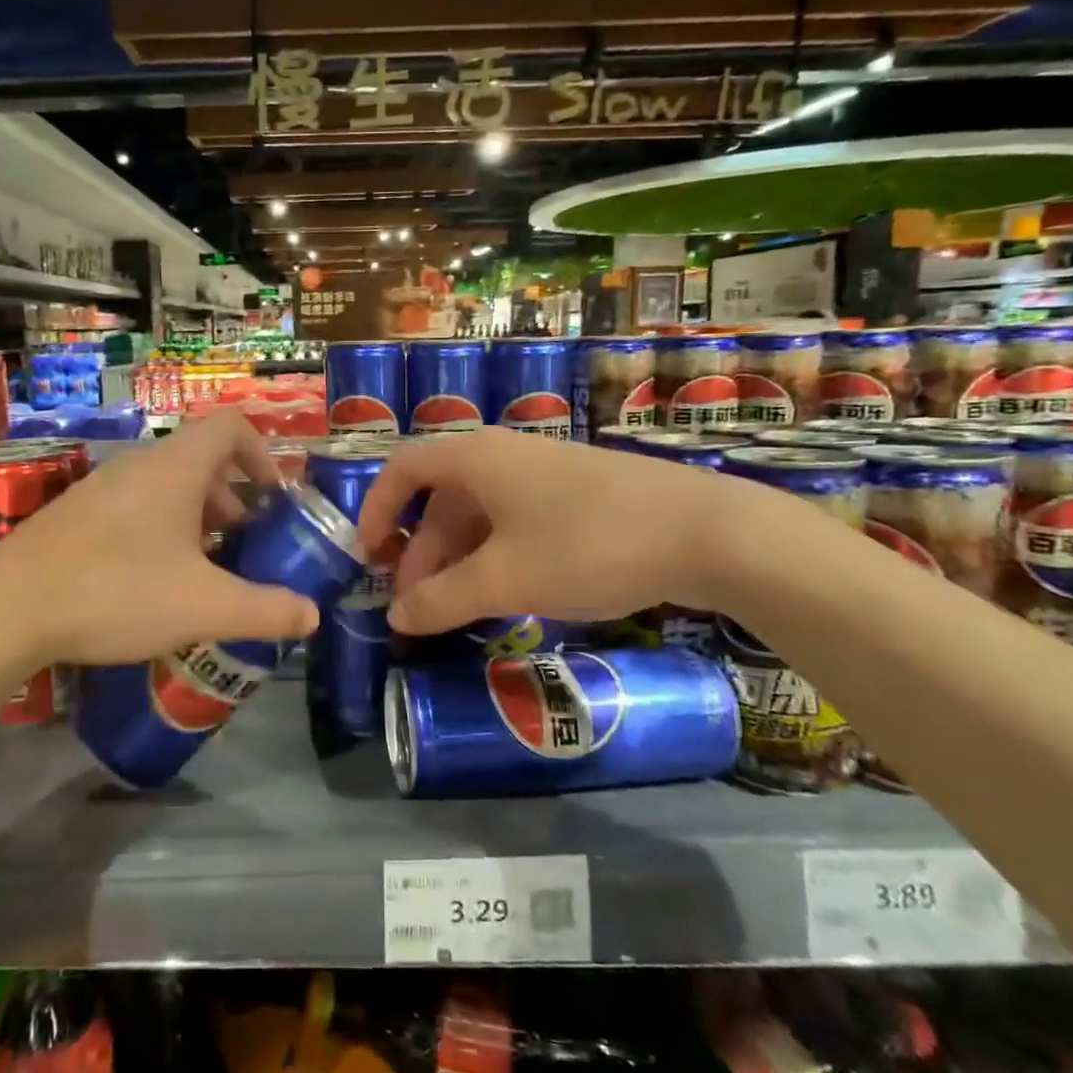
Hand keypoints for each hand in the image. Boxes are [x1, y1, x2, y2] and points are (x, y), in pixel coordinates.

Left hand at [0, 413, 321, 666]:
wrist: (5, 612)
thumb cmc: (116, 592)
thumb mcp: (204, 605)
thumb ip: (266, 609)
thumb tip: (313, 614)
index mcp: (176, 468)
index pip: (231, 426)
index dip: (263, 454)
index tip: (275, 499)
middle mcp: (139, 466)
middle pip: (202, 460)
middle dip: (235, 500)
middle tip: (247, 545)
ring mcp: (101, 488)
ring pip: (168, 487)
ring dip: (199, 519)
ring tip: (207, 570)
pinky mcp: (76, 516)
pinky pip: (136, 507)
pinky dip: (162, 531)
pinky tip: (155, 584)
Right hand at [355, 428, 737, 634]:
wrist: (705, 532)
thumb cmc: (586, 545)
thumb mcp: (504, 579)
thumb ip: (441, 599)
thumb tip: (396, 616)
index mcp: (474, 458)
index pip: (401, 469)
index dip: (374, 510)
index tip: (367, 560)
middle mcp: (502, 455)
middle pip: (439, 500)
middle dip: (419, 554)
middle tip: (415, 608)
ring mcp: (542, 473)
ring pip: (478, 515)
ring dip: (457, 561)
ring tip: (455, 611)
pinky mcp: (574, 494)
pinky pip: (513, 521)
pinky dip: (494, 556)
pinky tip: (505, 594)